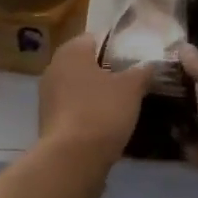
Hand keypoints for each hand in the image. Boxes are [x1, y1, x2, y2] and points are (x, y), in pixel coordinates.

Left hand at [37, 34, 149, 165]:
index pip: (96, 38)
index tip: (135, 60)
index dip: (116, 47)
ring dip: (97, 93)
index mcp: (71, 51)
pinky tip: (106, 124)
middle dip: (107, 71)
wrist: (72, 159)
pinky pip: (73, 107)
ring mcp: (48, 94)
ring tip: (123, 104)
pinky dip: (87, 112)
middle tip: (132, 82)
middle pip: (86, 63)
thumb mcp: (131, 89)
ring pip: (79, 86)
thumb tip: (149, 64)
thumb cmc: (102, 112)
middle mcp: (54, 67)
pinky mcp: (48, 119)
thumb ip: (141, 72)